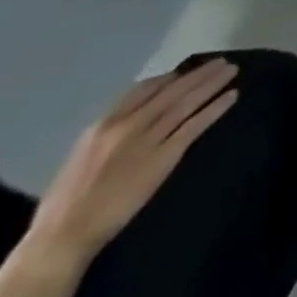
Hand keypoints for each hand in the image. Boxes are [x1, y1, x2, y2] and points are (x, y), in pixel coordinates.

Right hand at [28, 61, 239, 262]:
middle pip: (171, 92)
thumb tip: (135, 119)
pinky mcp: (164, 156)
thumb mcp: (82, 156)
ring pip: (186, 103)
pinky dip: (216, 108)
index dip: (169, 79)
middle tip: (222, 62)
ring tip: (232, 71)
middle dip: (198, 75)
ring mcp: (147, 140)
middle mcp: (126, 127)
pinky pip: (195, 125)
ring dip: (212, 84)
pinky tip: (232, 96)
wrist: (63, 234)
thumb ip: (109, 135)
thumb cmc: (67, 202)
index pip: (142, 90)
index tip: (186, 71)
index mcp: (101, 127)